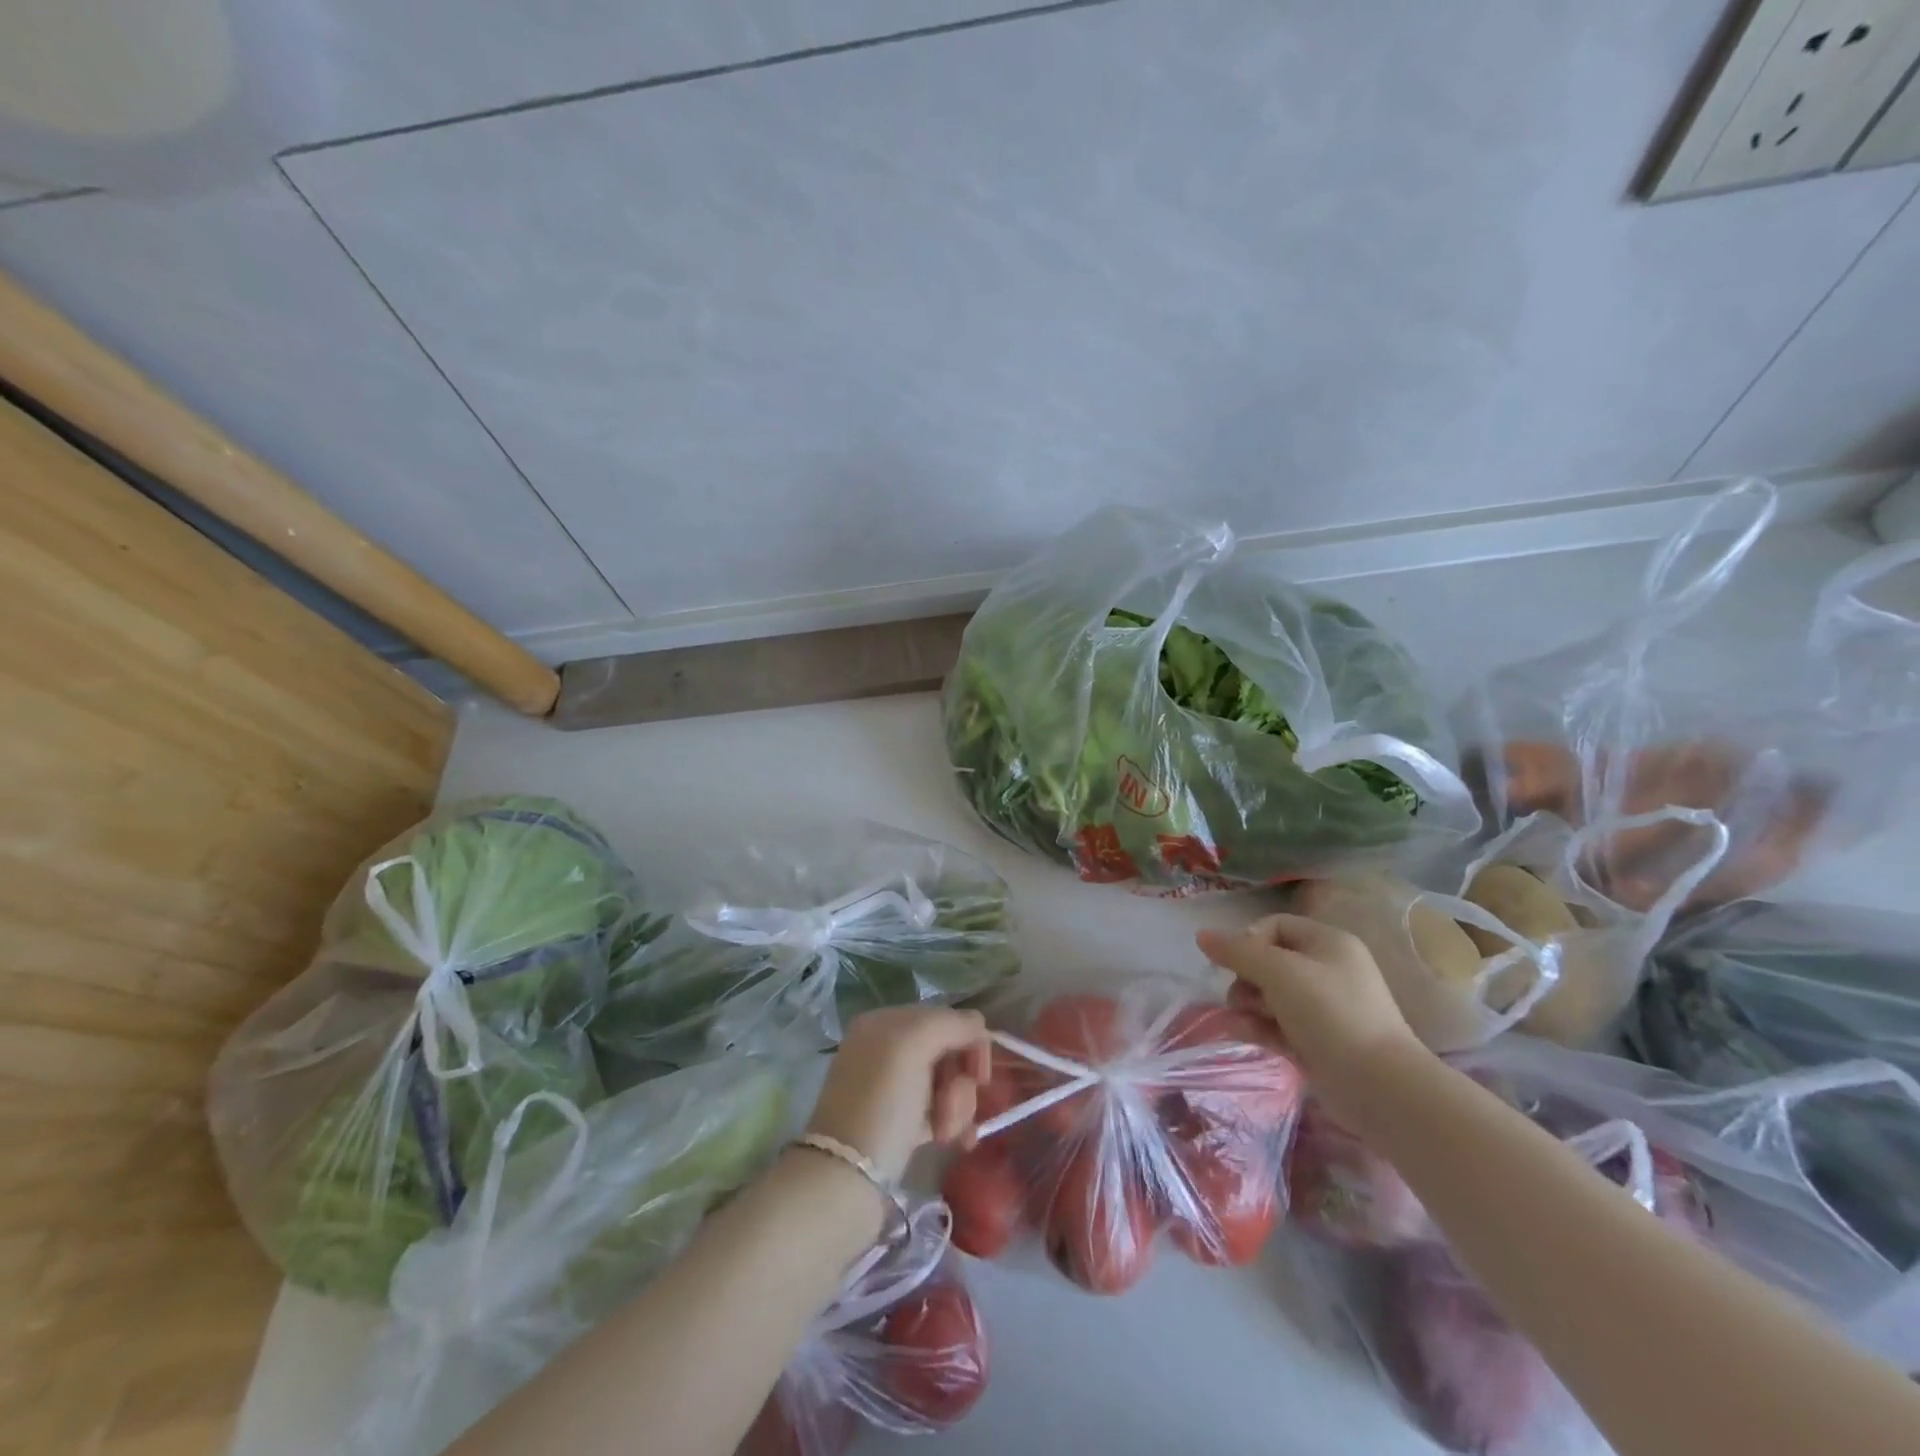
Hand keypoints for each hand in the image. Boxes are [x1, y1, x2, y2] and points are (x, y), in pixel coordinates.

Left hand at [807, 1006, 991, 1181]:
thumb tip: (978, 1026)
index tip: (979, 1075)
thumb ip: (951, 1024)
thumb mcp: (914, 1045)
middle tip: (953, 1108)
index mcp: (886, 1022)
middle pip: (948, 1053)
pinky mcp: (899, 1122)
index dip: (969, 1042)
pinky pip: (937, 1110)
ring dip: (957, 1106)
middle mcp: (887, 1049)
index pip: (945, 1018)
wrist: (845, 1178)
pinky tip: (955, 1141)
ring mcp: (893, 1086)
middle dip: (960, 1081)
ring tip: (947, 1133)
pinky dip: (951, 1123)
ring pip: (946, 1083)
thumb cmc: (882, 1102)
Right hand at [1197, 911, 1423, 1099]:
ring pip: (1268, 995)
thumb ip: (1238, 951)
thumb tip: (1201, 935)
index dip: (1248, 939)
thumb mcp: (1279, 972)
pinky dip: (1259, 1027)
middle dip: (1246, 977)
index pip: (1274, 925)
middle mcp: (1326, 969)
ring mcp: (1323, 1008)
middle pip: (1267, 961)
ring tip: (1244, 1021)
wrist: (1379, 1087)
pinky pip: (1276, 1024)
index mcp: (1327, 943)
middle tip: (1244, 997)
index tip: (1234, 962)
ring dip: (1248, 1005)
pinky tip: (1245, 1035)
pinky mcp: (1316, 1041)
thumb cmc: (1331, 1014)